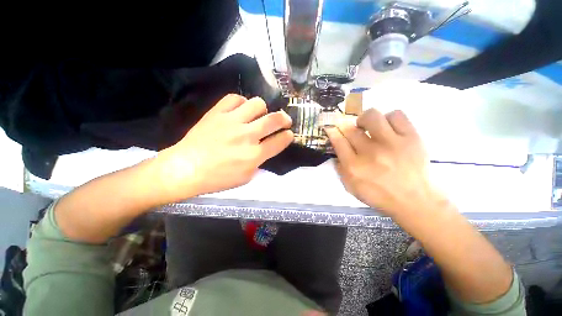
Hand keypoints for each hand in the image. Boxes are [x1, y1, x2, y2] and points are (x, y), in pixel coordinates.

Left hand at [157, 94, 292, 200]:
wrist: (186, 168)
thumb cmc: (217, 178)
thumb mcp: (245, 177)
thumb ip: (259, 161)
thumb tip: (266, 148)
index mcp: (254, 155)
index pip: (279, 141)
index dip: (288, 136)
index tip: (289, 134)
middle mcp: (247, 136)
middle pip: (274, 119)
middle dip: (284, 119)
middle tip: (285, 120)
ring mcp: (231, 122)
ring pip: (257, 104)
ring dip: (262, 110)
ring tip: (259, 115)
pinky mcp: (217, 113)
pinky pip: (235, 98)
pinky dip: (241, 103)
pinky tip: (240, 110)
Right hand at [325, 109, 443, 216]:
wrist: (414, 200)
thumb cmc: (379, 195)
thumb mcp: (351, 187)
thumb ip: (340, 169)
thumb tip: (336, 153)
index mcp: (354, 167)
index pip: (338, 141)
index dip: (333, 132)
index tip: (331, 128)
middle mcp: (370, 153)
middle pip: (351, 129)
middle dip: (346, 127)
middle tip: (351, 131)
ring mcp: (391, 143)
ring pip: (372, 116)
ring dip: (365, 119)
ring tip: (369, 127)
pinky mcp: (411, 137)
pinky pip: (396, 115)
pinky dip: (389, 118)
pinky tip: (387, 127)